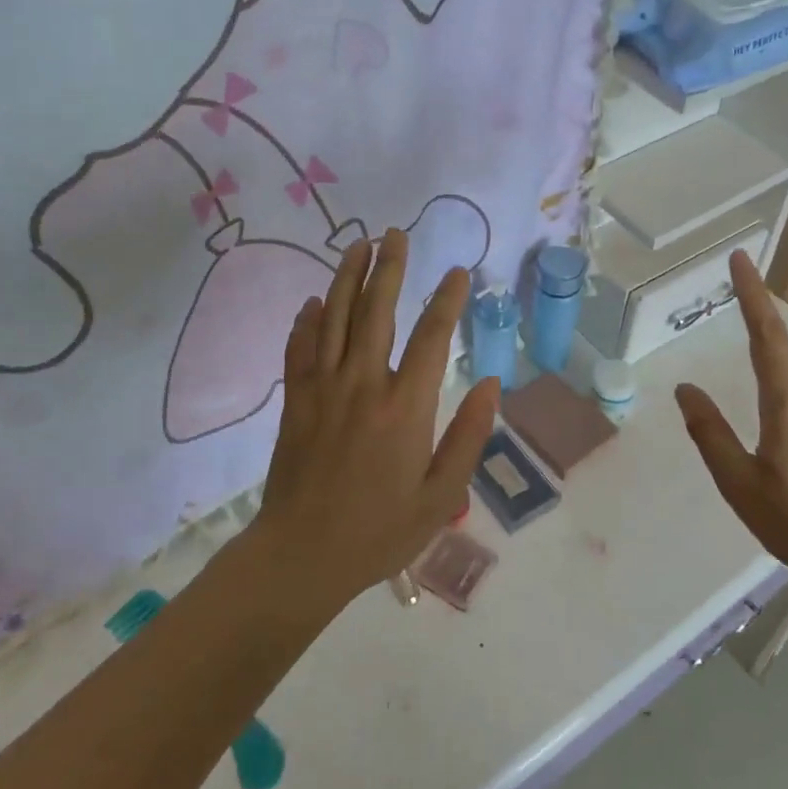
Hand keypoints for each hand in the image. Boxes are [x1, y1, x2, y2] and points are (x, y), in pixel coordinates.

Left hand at [250, 228, 498, 614]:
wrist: (302, 555)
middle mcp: (364, 384)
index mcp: (406, 406)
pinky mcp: (296, 401)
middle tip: (395, 233)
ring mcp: (324, 388)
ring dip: (348, 278)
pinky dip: (307, 320)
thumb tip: (491, 384)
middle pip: (377, 310)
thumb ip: (468, 436)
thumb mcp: (441, 495)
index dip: (448, 299)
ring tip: (358, 245)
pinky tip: (314, 301)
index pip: (432, 336)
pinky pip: (300, 348)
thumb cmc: (380, 530)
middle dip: (389, 267)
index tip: (458, 271)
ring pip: (336, 318)